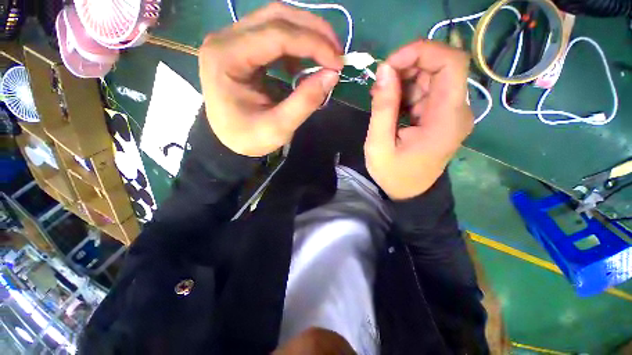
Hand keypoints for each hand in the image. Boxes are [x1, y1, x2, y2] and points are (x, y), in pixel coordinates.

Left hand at [198, 3, 342, 156]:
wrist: (228, 139)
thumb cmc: (248, 137)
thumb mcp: (278, 127)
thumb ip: (305, 102)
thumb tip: (332, 75)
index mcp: (227, 58)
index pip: (277, 35)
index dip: (313, 44)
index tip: (338, 62)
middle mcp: (226, 39)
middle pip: (277, 17)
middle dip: (314, 31)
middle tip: (338, 53)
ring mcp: (233, 40)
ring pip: (277, 20)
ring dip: (308, 34)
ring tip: (327, 56)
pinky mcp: (243, 47)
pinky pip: (274, 35)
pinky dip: (296, 46)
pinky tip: (305, 64)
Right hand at [364, 40, 473, 199]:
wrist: (409, 193)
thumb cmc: (393, 174)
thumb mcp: (379, 144)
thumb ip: (383, 107)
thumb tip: (383, 70)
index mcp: (447, 119)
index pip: (451, 63)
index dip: (422, 52)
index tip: (390, 63)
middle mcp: (457, 111)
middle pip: (441, 67)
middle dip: (407, 66)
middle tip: (380, 82)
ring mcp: (451, 114)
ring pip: (432, 78)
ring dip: (404, 80)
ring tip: (381, 97)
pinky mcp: (441, 117)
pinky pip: (426, 92)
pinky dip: (406, 92)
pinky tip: (390, 105)